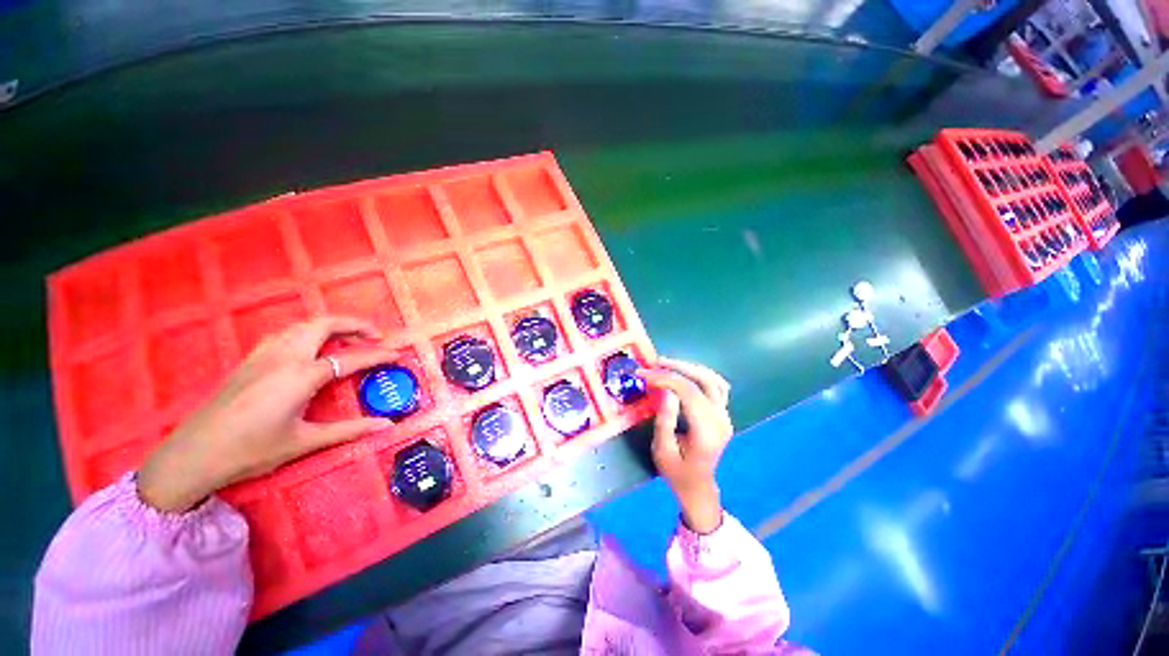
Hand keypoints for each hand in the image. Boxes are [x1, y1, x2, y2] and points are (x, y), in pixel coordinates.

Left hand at [138, 316, 397, 512]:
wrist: (193, 454)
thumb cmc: (251, 450)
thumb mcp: (303, 442)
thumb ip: (348, 430)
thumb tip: (387, 426)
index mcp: (300, 376)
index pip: (350, 358)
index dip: (378, 355)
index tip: (398, 354)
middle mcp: (284, 356)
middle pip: (324, 324)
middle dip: (355, 324)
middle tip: (375, 336)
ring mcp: (263, 354)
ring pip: (303, 325)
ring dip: (331, 326)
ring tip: (349, 339)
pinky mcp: (251, 359)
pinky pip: (286, 333)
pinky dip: (308, 332)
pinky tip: (311, 348)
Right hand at [638, 358, 732, 533]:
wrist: (697, 486)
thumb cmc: (676, 472)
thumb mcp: (662, 450)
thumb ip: (665, 419)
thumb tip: (665, 390)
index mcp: (706, 431)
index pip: (689, 392)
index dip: (665, 378)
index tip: (644, 374)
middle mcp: (720, 420)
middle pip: (703, 381)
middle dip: (677, 367)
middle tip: (654, 363)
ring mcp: (725, 415)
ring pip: (712, 379)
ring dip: (689, 367)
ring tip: (666, 364)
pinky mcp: (722, 413)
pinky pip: (716, 385)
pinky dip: (699, 374)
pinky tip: (684, 372)